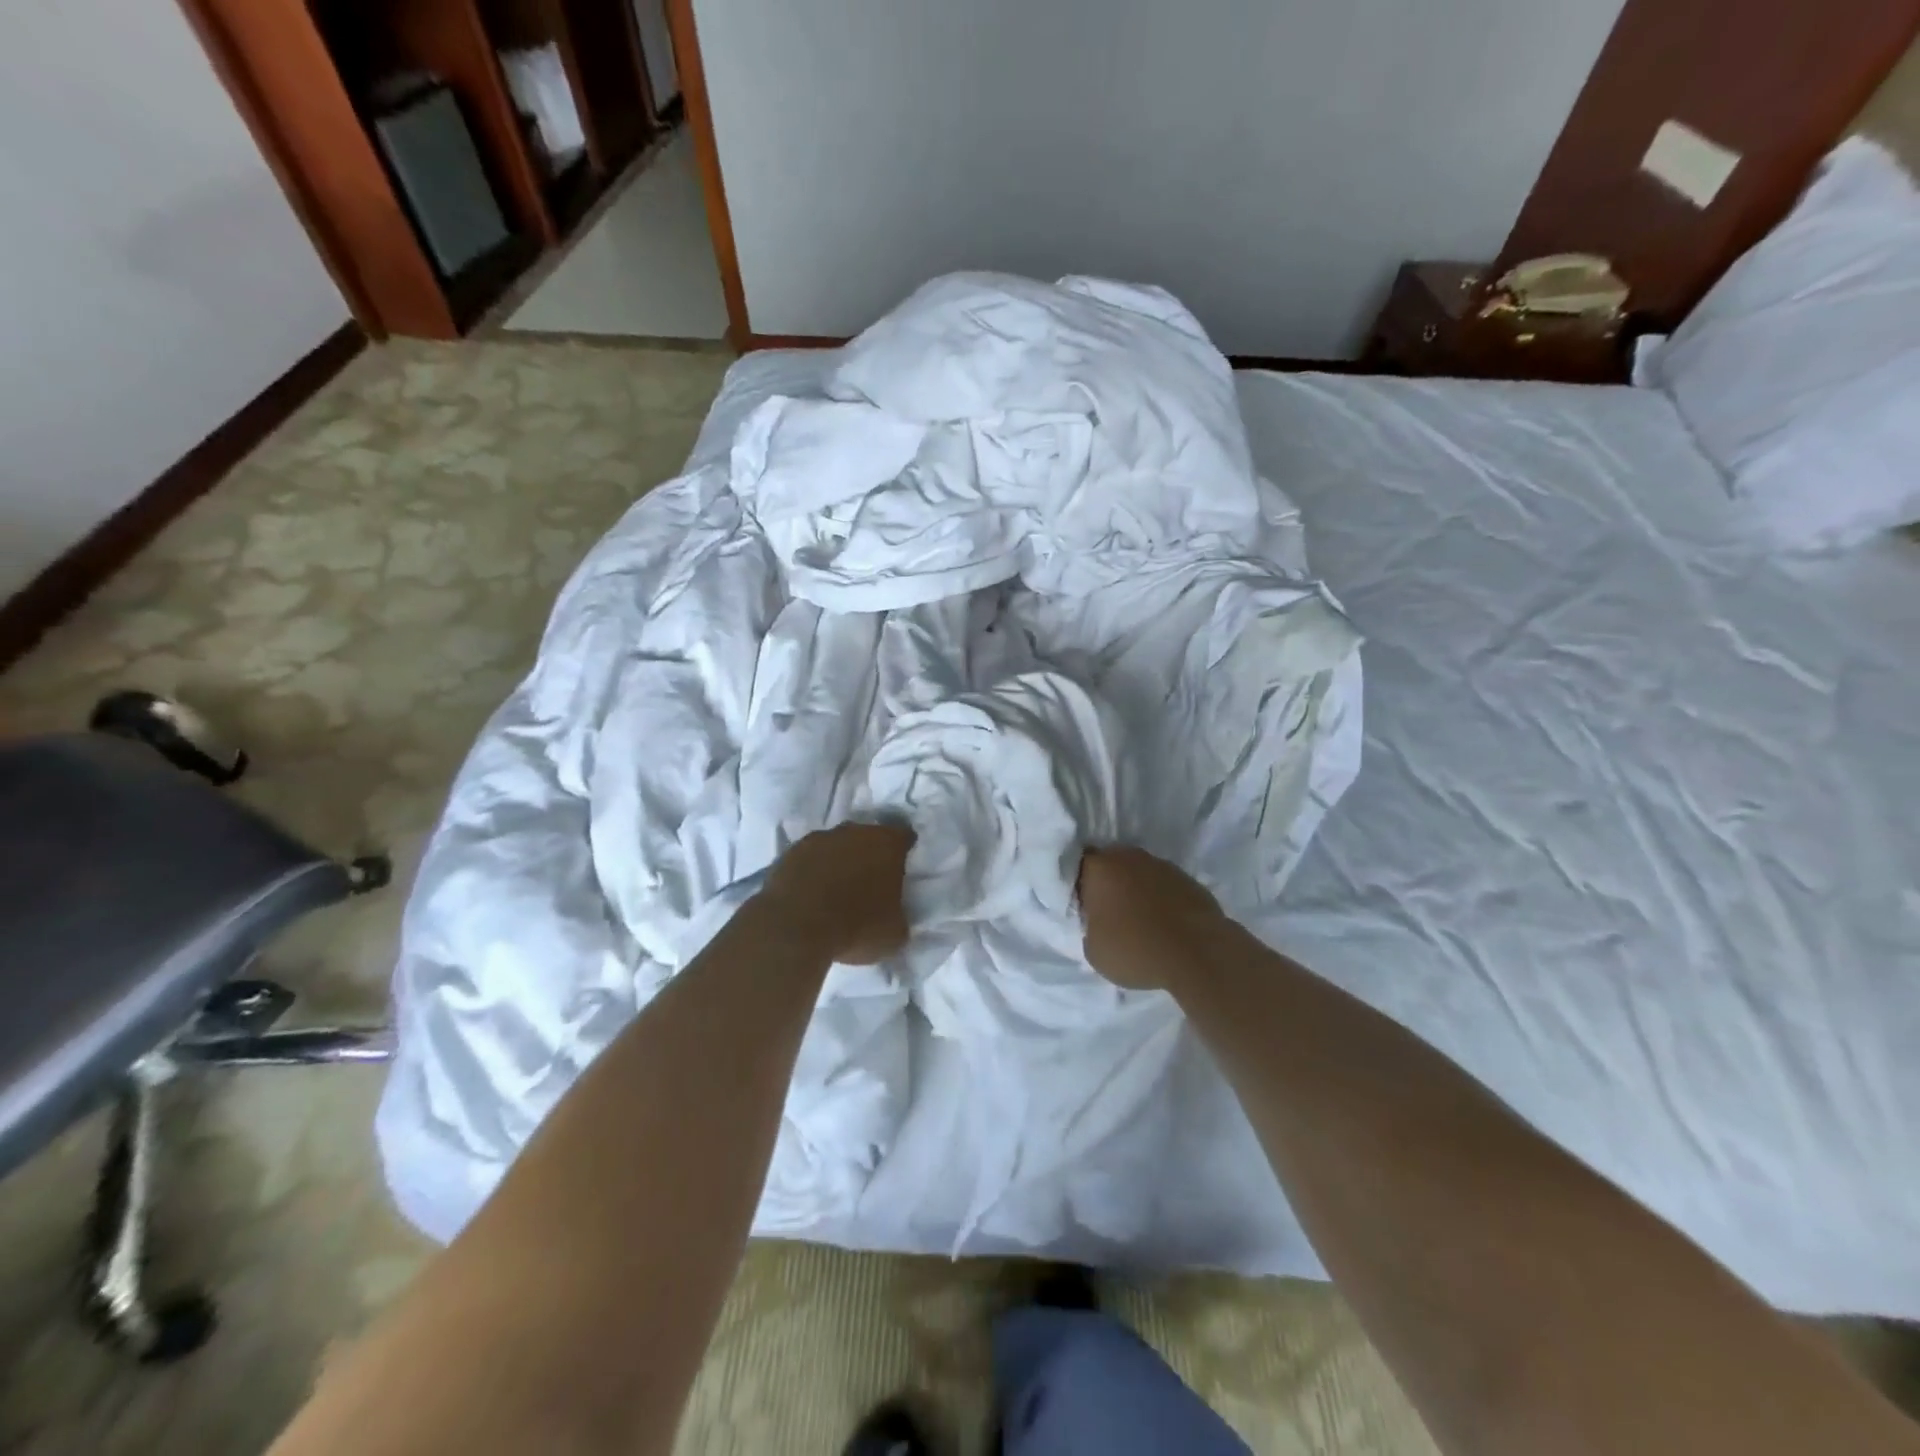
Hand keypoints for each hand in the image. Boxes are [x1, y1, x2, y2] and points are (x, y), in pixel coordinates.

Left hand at [763, 822, 915, 964]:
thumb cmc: (856, 927)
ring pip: (835, 846)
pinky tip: (810, 896)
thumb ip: (899, 915)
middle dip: (869, 856)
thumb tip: (894, 915)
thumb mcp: (894, 933)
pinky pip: (807, 860)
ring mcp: (817, 839)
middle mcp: (853, 832)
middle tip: (870, 882)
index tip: (902, 869)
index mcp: (886, 843)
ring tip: (836, 892)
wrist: (794, 928)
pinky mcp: (788, 854)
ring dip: (837, 862)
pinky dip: (811, 873)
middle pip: (867, 838)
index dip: (904, 851)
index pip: (903, 837)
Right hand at [1078, 846, 1226, 990]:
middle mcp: (1129, 857)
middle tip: (1108, 912)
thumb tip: (1098, 921)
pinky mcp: (1189, 879)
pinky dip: (1161, 899)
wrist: (1197, 953)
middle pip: (1111, 865)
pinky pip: (1165, 886)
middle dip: (1108, 883)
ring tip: (1139, 920)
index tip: (1083, 906)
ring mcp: (1162, 865)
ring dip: (1136, 890)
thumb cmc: (1135, 949)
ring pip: (1140, 873)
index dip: (1079, 884)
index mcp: (1100, 868)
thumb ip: (1089, 926)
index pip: (1079, 865)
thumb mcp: (1093, 949)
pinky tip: (1164, 924)